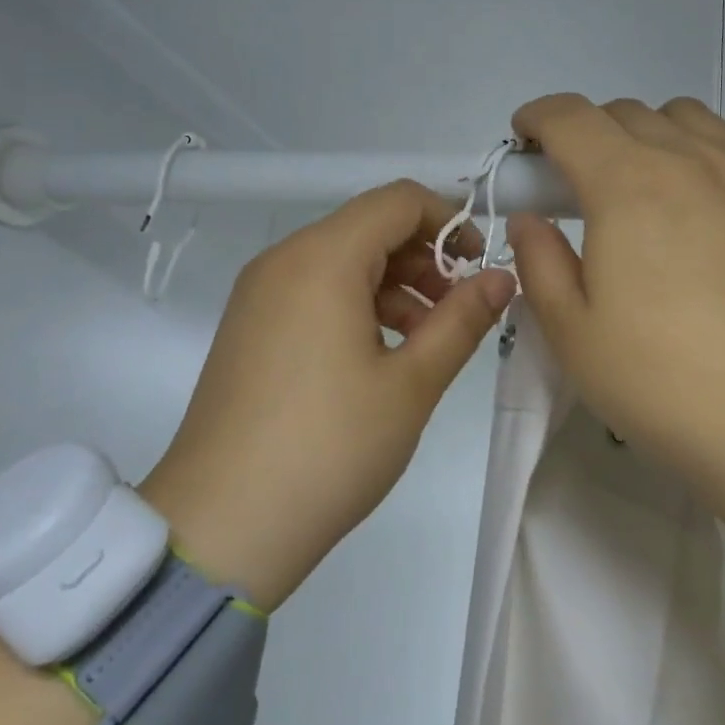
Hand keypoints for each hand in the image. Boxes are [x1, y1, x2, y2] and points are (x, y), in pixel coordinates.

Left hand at [138, 181, 516, 609]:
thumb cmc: (329, 447)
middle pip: (369, 226)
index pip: (398, 200)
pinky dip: (357, 304)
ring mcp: (259, 294)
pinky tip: (381, 354)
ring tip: (427, 339)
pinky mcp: (249, 327)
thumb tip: (503, 278)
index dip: (449, 220)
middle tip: (459, 311)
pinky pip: (314, 290)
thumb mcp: (411, 383)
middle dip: (424, 257)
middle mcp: (284, 260)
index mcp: (322, 258)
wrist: (222, 524)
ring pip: (342, 260)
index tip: (480, 267)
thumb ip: (462, 319)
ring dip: (394, 284)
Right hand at [507, 94, 724, 528]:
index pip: (570, 117)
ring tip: (646, 188)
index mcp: (625, 184)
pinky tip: (724, 171)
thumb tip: (531, 220)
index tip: (525, 145)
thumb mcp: (573, 334)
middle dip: (587, 136)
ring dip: (651, 135)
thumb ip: (539, 262)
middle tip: (577, 190)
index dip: (537, 119)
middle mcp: (690, 158)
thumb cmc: (666, 384)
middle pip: (625, 113)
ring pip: (689, 115)